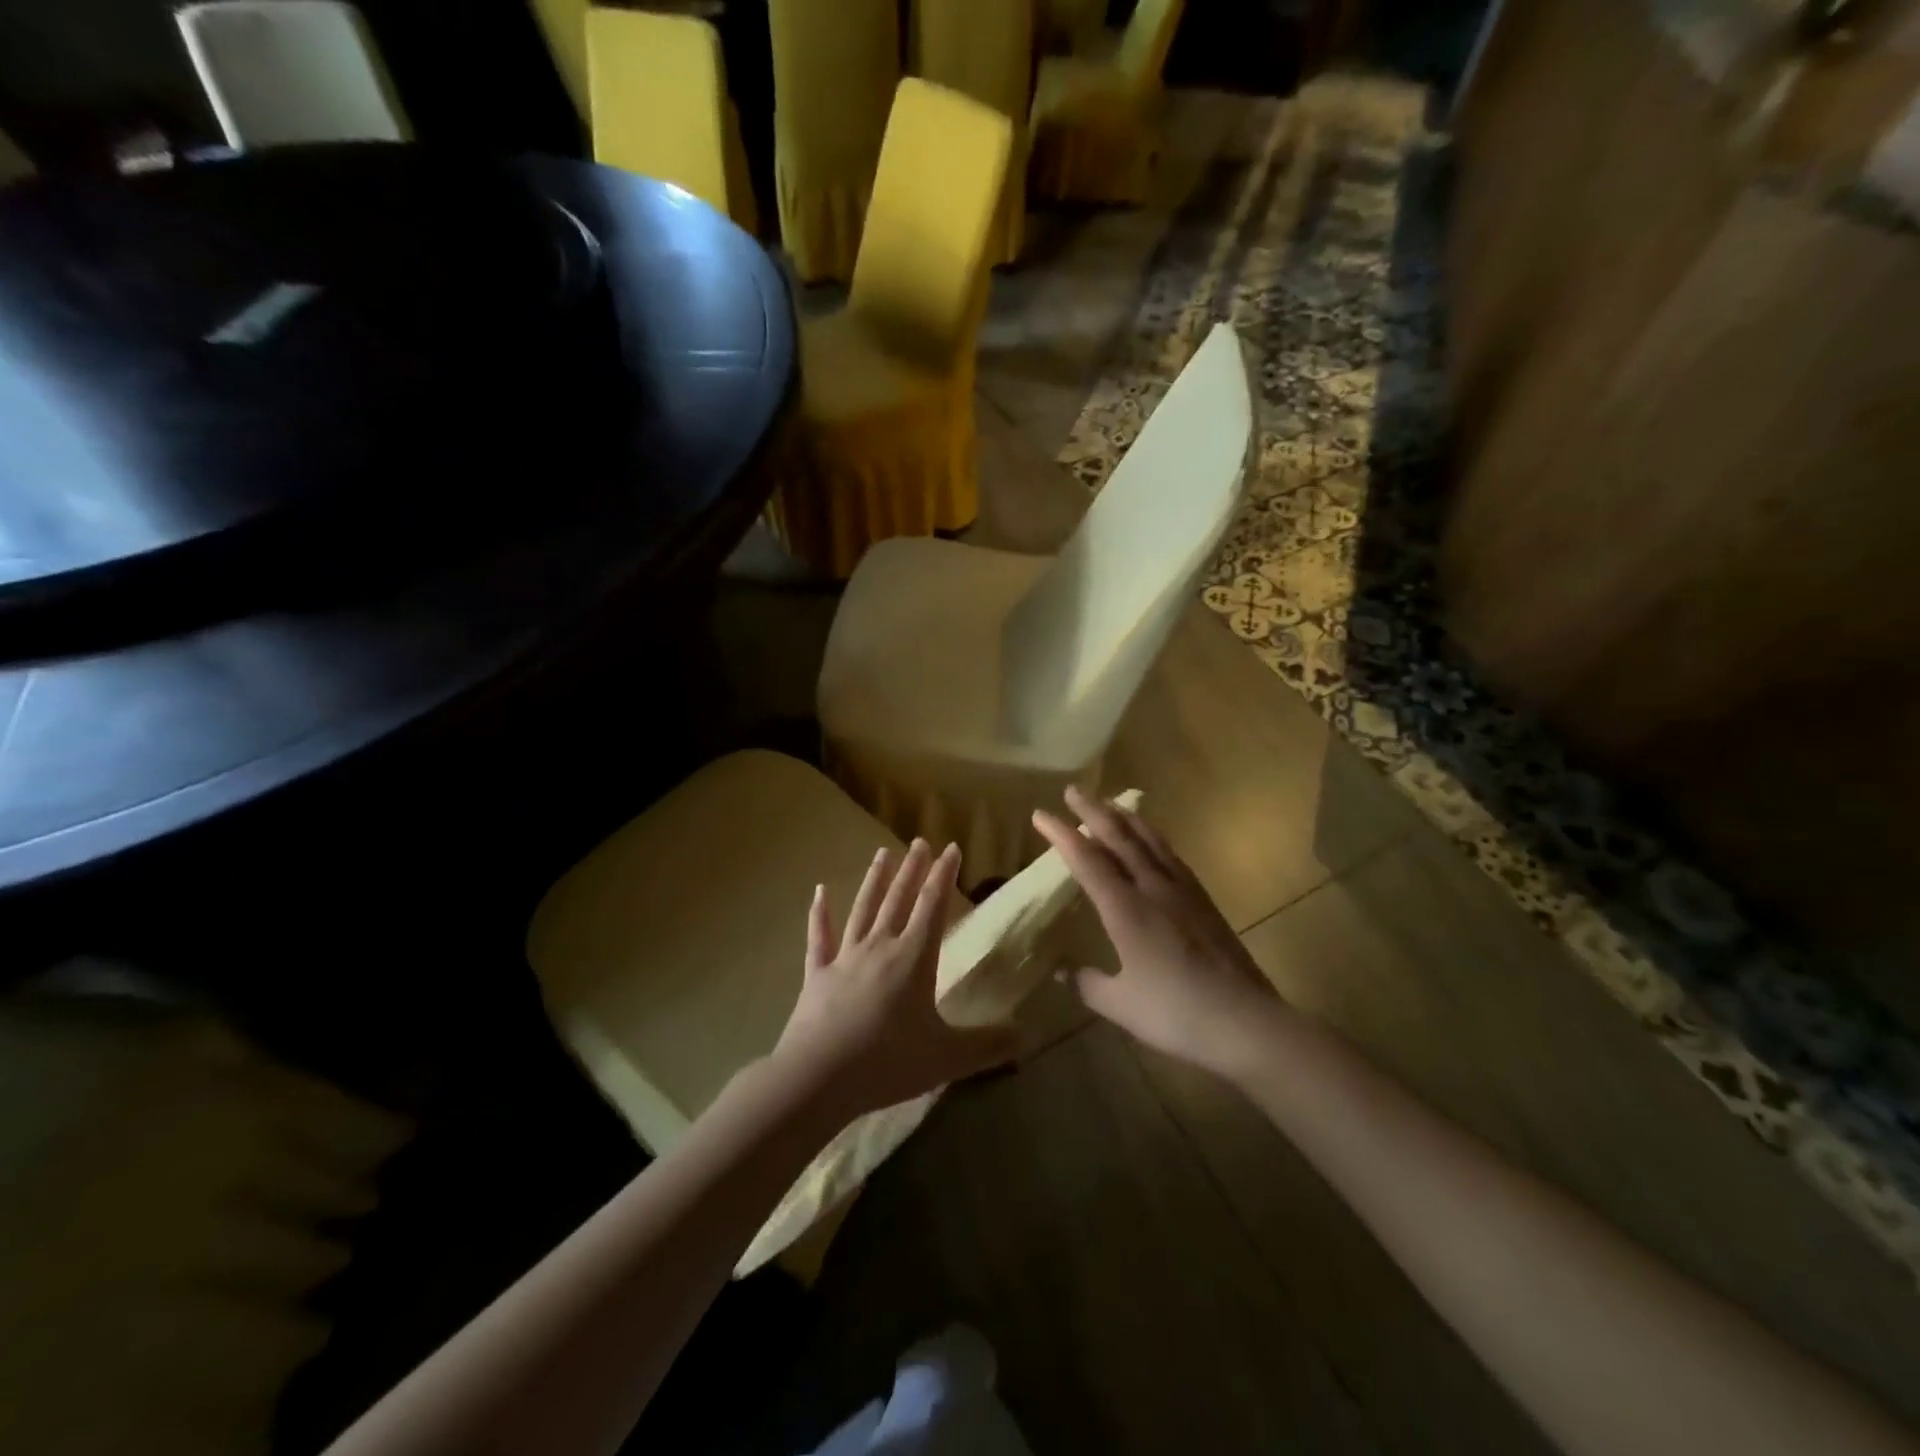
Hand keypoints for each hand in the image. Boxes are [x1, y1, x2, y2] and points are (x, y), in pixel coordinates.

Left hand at [771, 838, 1016, 1126]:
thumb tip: (1028, 1035)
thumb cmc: (887, 1062)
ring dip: (874, 880)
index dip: (944, 876)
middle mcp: (880, 947)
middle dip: (913, 869)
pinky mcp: (817, 974)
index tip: (951, 847)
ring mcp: (845, 958)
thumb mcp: (947, 1058)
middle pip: (899, 899)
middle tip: (920, 840)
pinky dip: (819, 914)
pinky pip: (819, 937)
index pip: (933, 906)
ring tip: (882, 853)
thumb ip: (988, 1045)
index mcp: (913, 959)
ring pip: (863, 909)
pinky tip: (818, 891)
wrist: (818, 1078)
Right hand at [1034, 786, 1282, 1081]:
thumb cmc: (1175, 1013)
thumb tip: (1060, 971)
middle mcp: (1152, 888)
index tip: (1040, 814)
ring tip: (1110, 804)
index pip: (1086, 859)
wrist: (1245, 1020)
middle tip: (1073, 790)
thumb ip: (1086, 983)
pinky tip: (1152, 840)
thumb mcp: (1119, 1004)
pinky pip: (1171, 855)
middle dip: (1093, 811)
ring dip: (1125, 817)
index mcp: (1125, 909)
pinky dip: (1153, 837)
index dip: (1061, 834)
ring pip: (1149, 840)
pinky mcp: (1203, 900)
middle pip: (1119, 837)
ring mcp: (1182, 891)